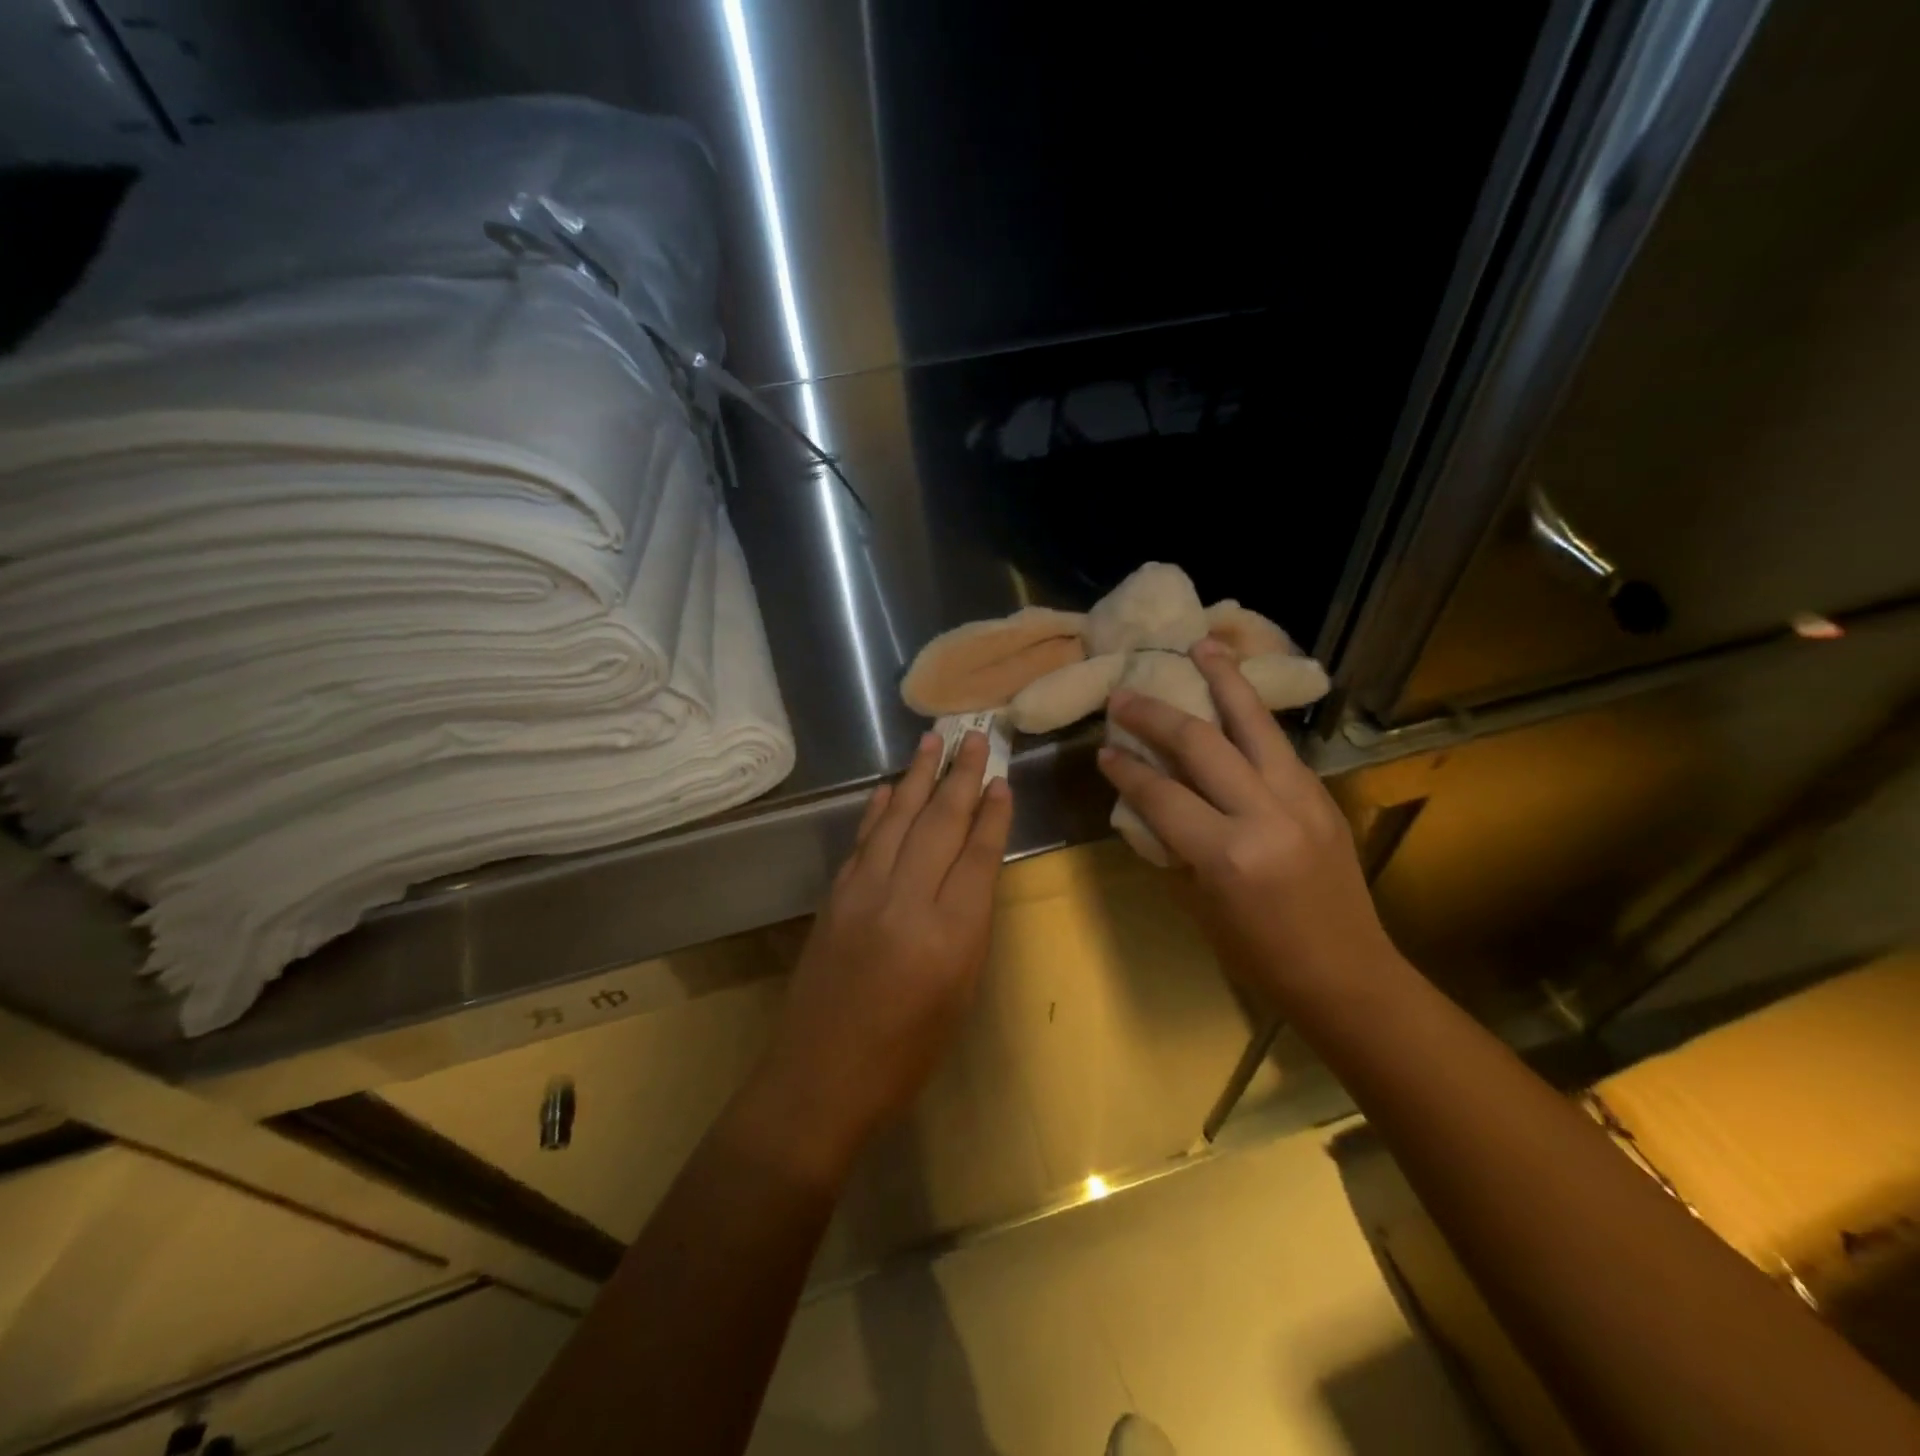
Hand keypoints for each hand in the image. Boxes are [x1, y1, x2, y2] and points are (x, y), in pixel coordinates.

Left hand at [745, 730, 1012, 1185]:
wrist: (820, 1078)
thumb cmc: (906, 1053)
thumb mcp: (960, 993)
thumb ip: (969, 925)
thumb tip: (973, 869)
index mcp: (951, 934)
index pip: (978, 854)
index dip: (993, 813)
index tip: (1003, 779)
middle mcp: (906, 900)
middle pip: (940, 823)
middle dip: (961, 776)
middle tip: (976, 736)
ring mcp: (863, 892)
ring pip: (897, 818)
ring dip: (917, 776)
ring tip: (934, 740)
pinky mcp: (834, 896)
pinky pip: (864, 839)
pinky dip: (878, 809)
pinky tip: (889, 787)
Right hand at [1097, 640, 1396, 1002]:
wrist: (1347, 974)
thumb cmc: (1260, 956)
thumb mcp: (1199, 904)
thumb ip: (1173, 845)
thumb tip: (1147, 800)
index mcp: (1228, 854)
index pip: (1162, 794)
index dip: (1126, 769)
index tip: (1102, 750)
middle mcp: (1265, 814)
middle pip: (1201, 744)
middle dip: (1155, 715)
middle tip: (1125, 695)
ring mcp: (1301, 798)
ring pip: (1254, 723)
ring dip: (1223, 680)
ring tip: (1200, 646)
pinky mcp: (1322, 795)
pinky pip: (1278, 744)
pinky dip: (1252, 715)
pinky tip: (1236, 696)